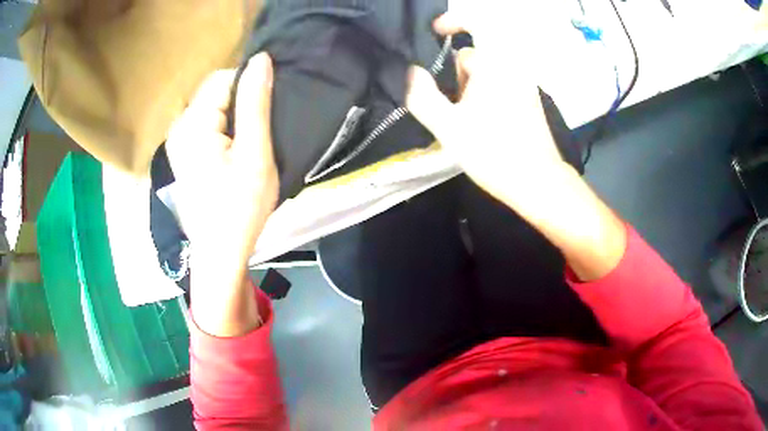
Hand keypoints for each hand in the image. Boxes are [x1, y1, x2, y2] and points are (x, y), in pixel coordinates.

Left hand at [166, 53, 277, 335]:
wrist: (219, 252)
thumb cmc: (240, 208)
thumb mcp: (255, 154)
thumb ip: (255, 104)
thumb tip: (261, 59)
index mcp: (193, 124)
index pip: (224, 78)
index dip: (249, 88)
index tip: (264, 117)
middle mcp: (179, 126)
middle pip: (215, 91)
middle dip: (240, 102)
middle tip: (257, 135)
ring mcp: (177, 140)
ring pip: (212, 106)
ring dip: (233, 116)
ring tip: (248, 145)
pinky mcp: (182, 152)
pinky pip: (206, 123)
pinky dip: (223, 128)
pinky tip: (233, 153)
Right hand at [407, 3, 626, 280]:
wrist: (538, 182)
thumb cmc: (493, 152)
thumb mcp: (448, 127)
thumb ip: (423, 95)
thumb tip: (412, 72)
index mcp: (494, 65)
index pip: (475, 24)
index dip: (452, 22)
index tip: (435, 33)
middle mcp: (513, 67)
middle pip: (475, 56)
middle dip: (456, 74)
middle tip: (450, 107)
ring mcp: (525, 84)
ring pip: (487, 74)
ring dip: (470, 88)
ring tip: (467, 122)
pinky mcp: (530, 101)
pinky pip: (501, 85)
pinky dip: (486, 95)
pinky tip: (484, 126)